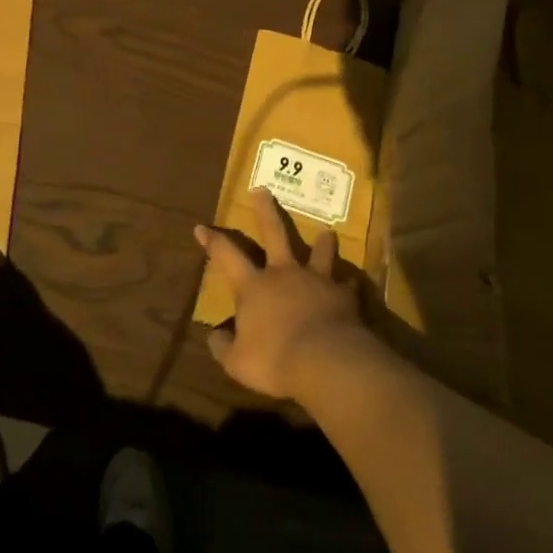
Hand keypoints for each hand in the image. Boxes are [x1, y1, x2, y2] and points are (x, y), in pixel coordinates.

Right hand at [195, 189, 369, 400]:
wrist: (326, 360)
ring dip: (321, 242)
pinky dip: (347, 285)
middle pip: (274, 233)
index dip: (213, 241)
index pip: (226, 256)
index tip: (201, 227)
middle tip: (262, 190)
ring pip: (317, 252)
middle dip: (265, 211)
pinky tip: (351, 285)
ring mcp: (316, 280)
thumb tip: (214, 336)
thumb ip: (224, 347)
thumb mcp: (238, 362)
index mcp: (253, 287)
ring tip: (326, 231)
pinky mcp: (342, 294)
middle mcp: (283, 274)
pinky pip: (346, 285)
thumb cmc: (275, 360)